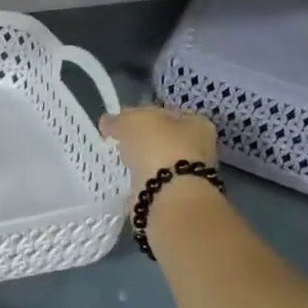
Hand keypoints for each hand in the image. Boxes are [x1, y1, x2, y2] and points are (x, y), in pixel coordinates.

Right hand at [99, 105, 217, 185]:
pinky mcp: (177, 193)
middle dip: (142, 139)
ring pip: (159, 160)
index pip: (164, 112)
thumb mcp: (132, 122)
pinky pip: (154, 179)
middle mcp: (199, 146)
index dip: (140, 113)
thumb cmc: (158, 147)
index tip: (120, 121)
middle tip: (119, 141)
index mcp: (196, 122)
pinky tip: (130, 178)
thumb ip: (118, 119)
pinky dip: (143, 178)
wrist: (169, 195)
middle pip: (163, 137)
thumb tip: (107, 121)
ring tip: (122, 161)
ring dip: (143, 160)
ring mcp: (190, 172)